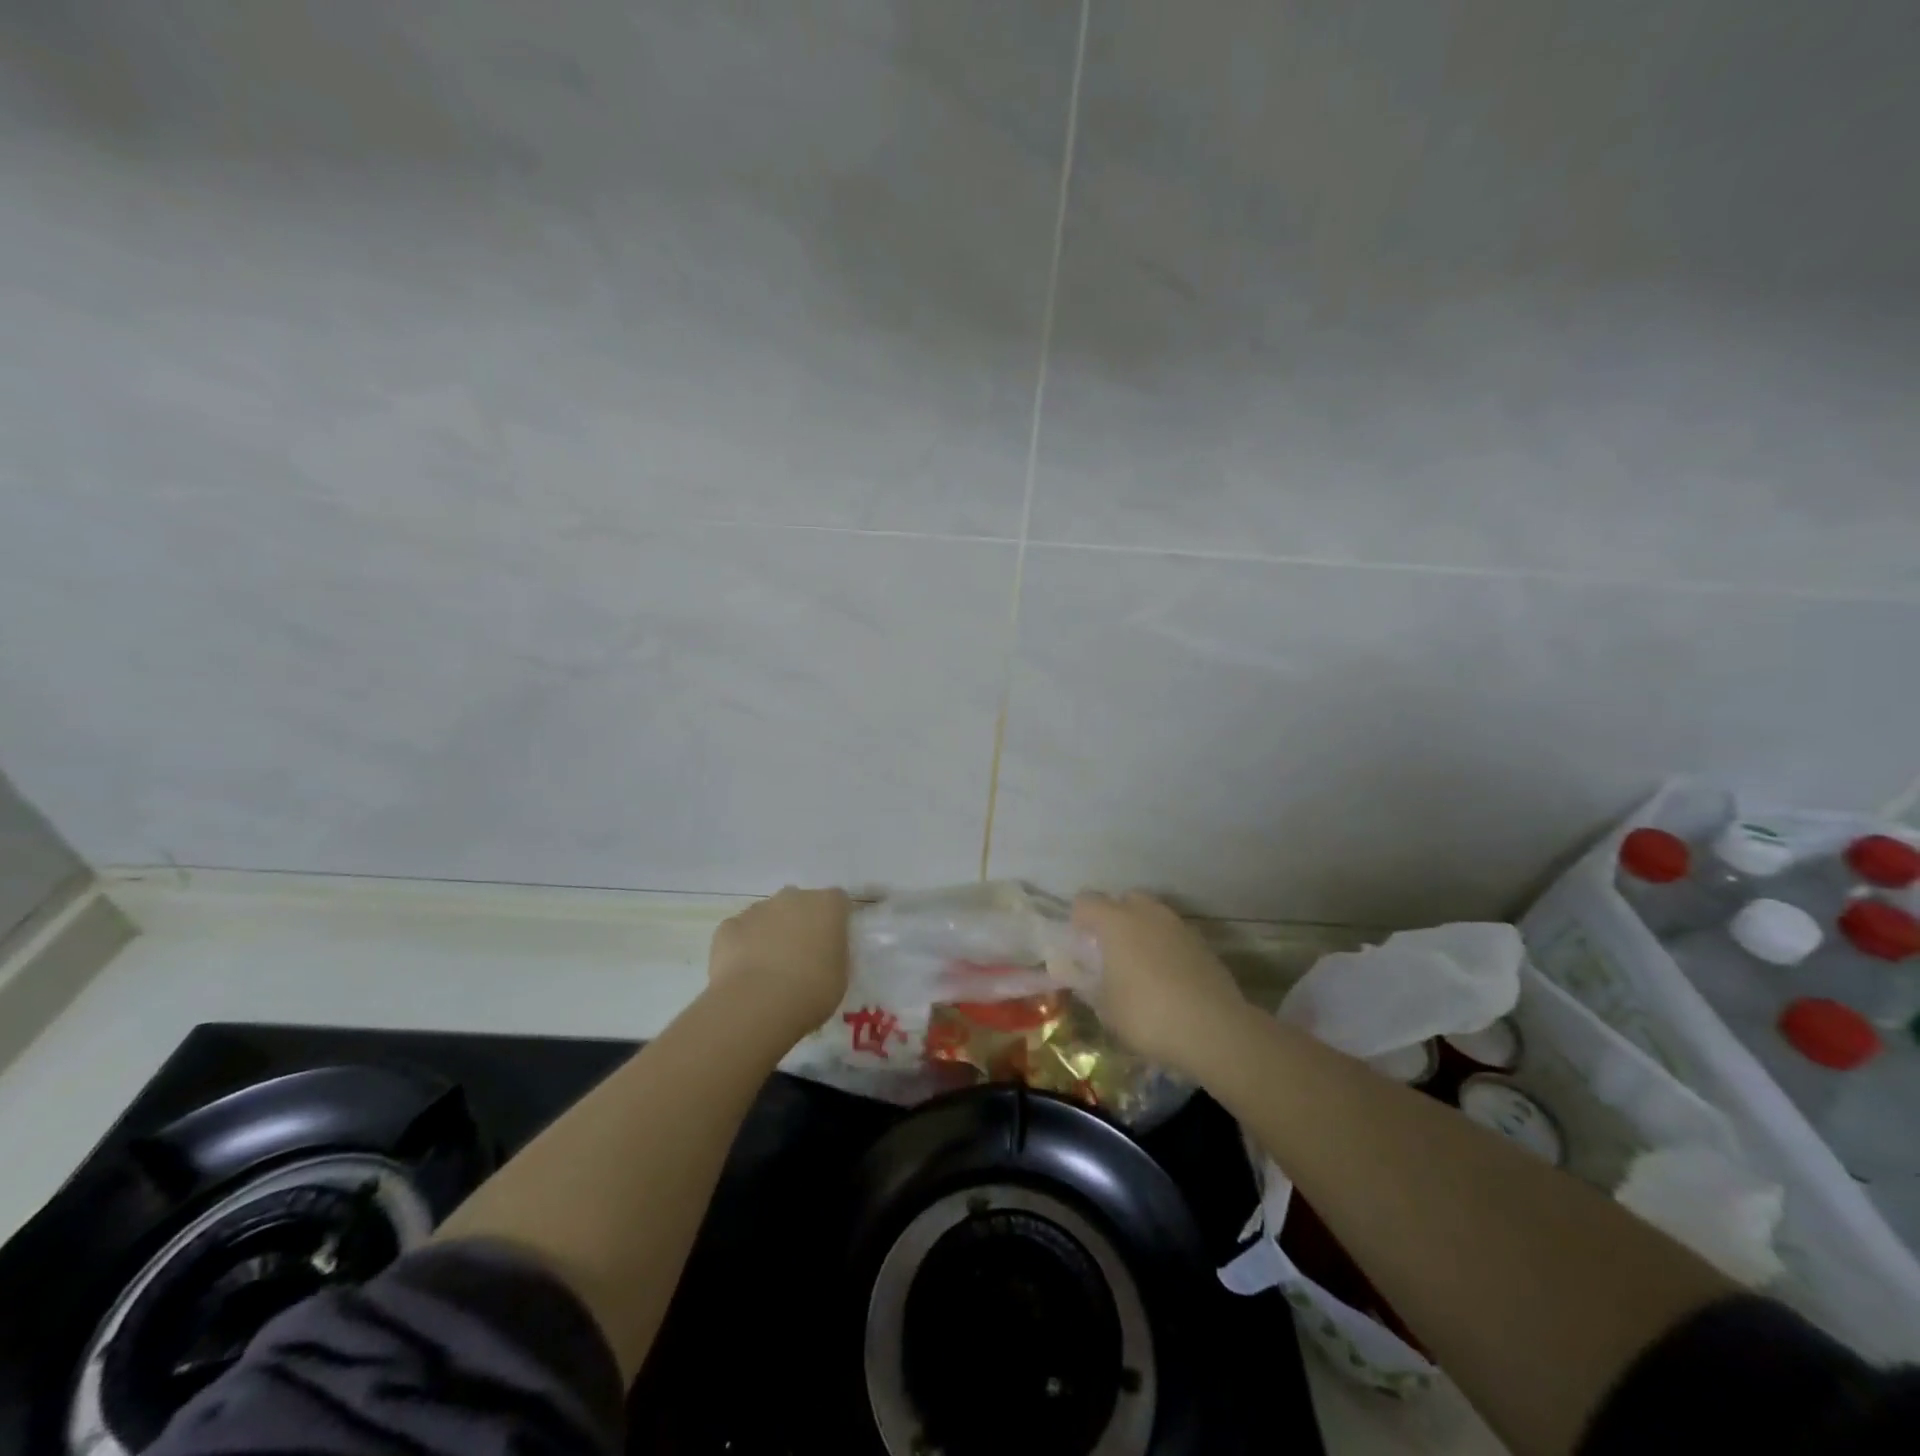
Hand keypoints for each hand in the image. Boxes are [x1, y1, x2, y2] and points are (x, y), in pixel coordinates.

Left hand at [708, 886, 852, 1038]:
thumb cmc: (811, 991)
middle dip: (800, 922)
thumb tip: (824, 953)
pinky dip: (742, 945)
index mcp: (827, 906)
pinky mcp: (728, 926)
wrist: (757, 1004)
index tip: (833, 943)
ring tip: (768, 969)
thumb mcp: (840, 976)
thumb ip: (833, 954)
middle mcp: (793, 897)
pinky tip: (744, 972)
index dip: (835, 920)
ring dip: (770, 932)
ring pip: (767, 915)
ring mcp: (758, 909)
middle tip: (801, 956)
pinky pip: (740, 931)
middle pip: (800, 903)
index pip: (837, 901)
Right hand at [1073, 891, 1247, 1077]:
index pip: (1086, 902)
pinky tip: (1167, 978)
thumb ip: (1087, 984)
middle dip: (1114, 919)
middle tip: (1110, 952)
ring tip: (1140, 966)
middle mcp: (1147, 913)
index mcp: (1115, 921)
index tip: (1080, 947)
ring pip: (1152, 915)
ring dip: (1142, 932)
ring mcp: (1179, 925)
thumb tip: (1076, 974)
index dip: (1078, 921)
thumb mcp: (1105, 1007)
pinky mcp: (1203, 943)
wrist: (1214, 1030)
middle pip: (1124, 900)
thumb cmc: (1147, 1015)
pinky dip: (1166, 947)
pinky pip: (1174, 935)